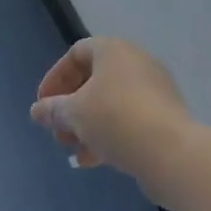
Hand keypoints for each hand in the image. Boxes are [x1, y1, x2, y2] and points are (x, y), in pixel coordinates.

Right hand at [30, 37, 196, 199]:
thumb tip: (37, 110)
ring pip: (112, 103)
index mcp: (114, 50)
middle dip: (71, 107)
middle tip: (57, 131)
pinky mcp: (166, 117)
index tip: (44, 104)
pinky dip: (110, 134)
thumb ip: (53, 110)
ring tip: (72, 149)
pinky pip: (130, 119)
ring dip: (88, 124)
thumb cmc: (116, 119)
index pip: (76, 53)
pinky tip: (94, 160)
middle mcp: (136, 62)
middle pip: (94, 80)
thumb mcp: (75, 114)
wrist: (173, 153)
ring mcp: (155, 90)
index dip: (56, 78)